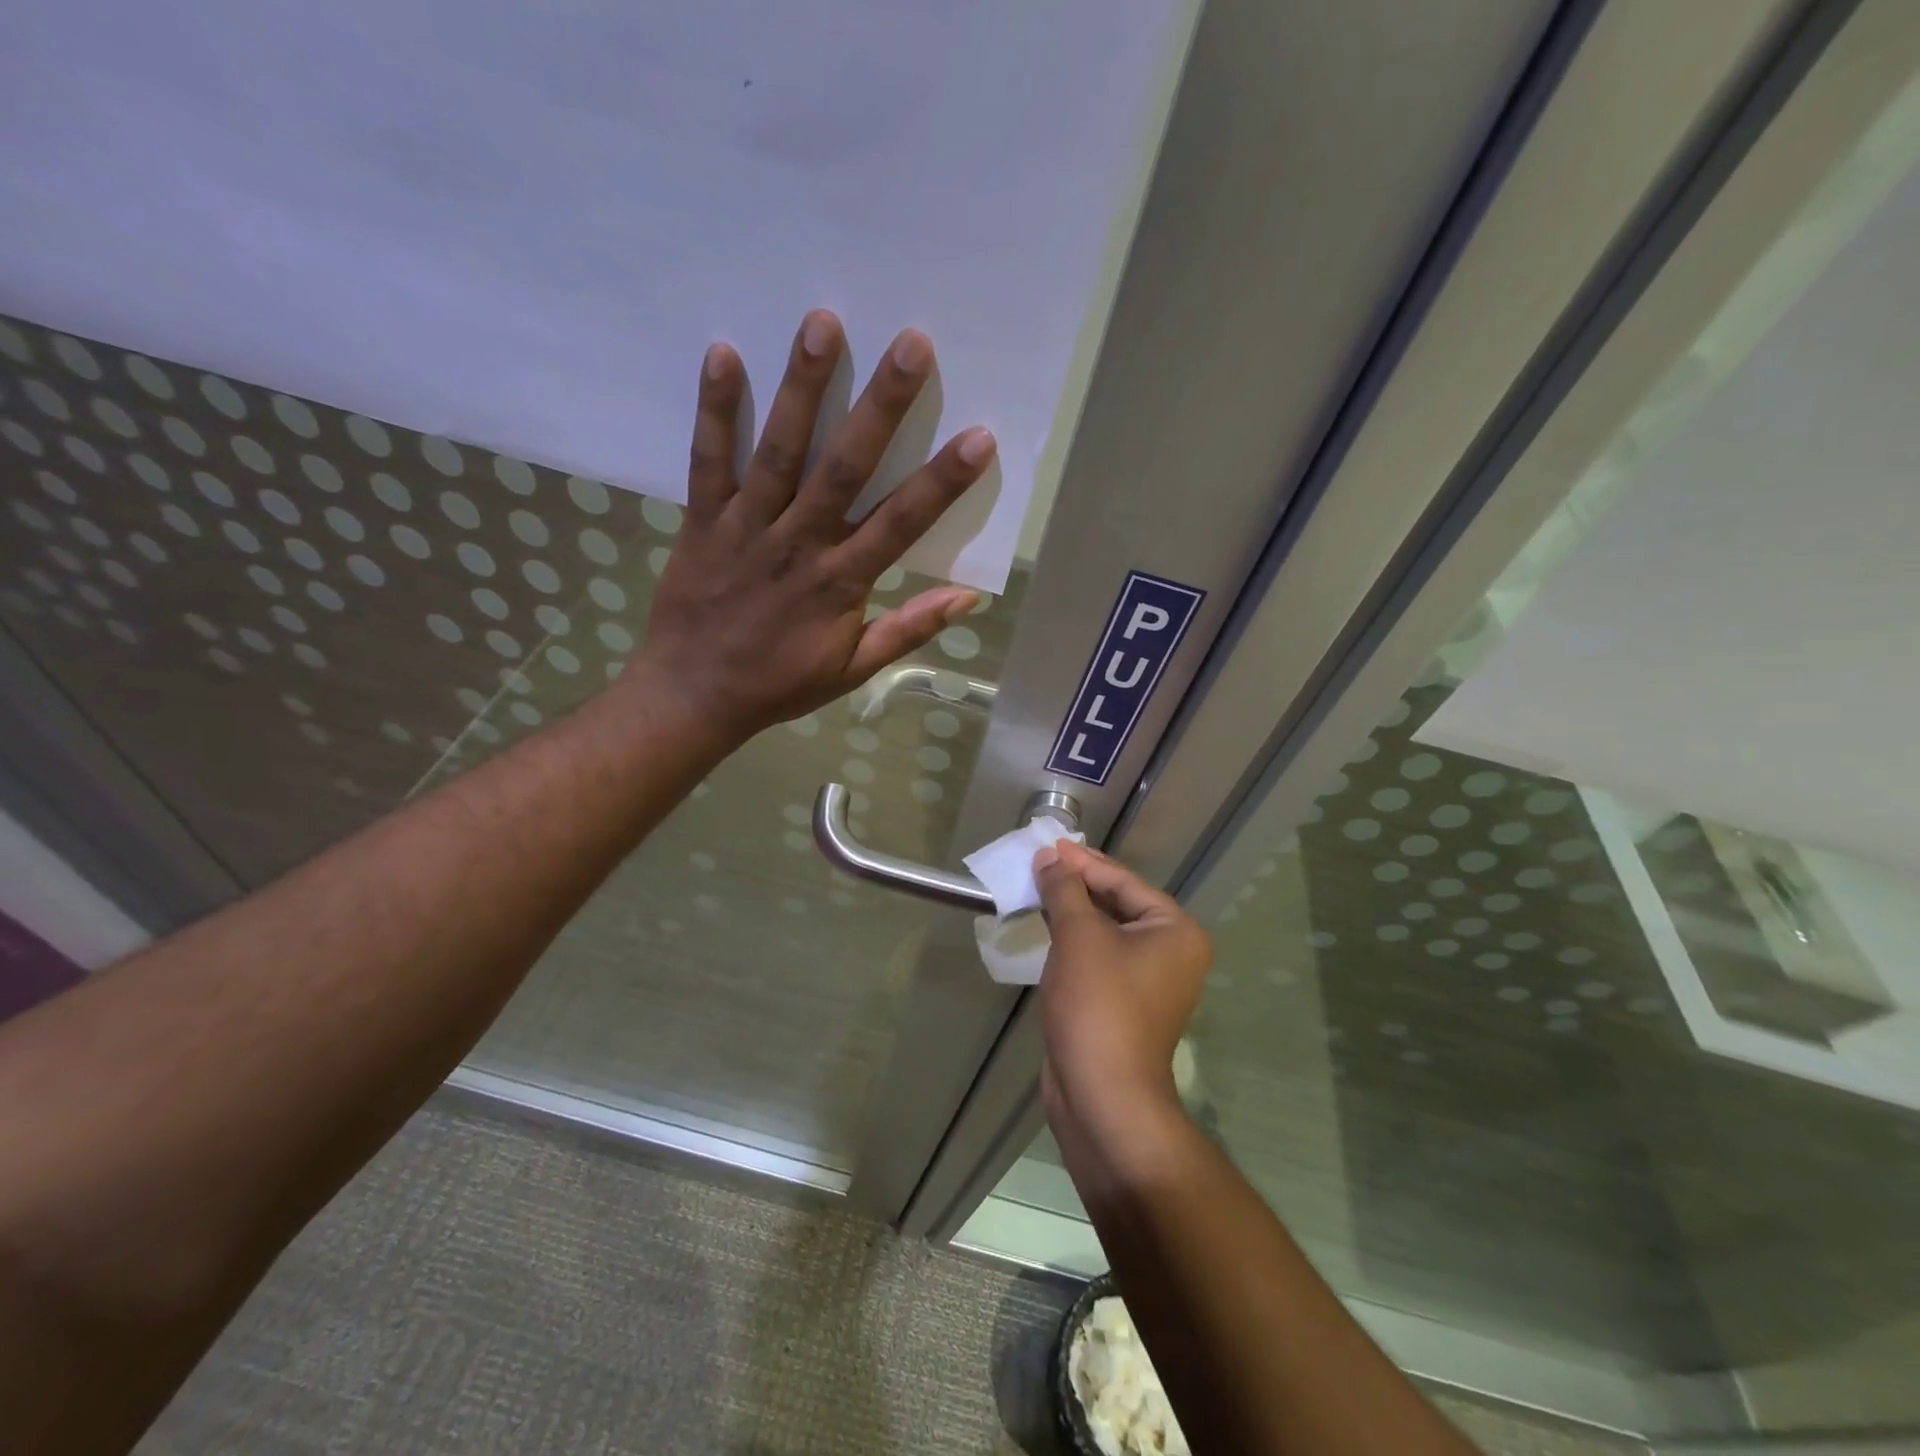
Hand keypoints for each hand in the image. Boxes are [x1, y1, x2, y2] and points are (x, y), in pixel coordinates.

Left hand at [631, 309, 995, 739]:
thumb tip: (967, 599)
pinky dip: (714, 410)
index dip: (941, 481)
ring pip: (779, 451)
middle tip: (911, 344)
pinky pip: (708, 460)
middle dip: (880, 407)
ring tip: (822, 324)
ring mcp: (747, 528)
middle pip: (844, 468)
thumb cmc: (780, 683)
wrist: (695, 695)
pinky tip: (723, 354)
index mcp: (840, 582)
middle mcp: (798, 544)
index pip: (900, 523)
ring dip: (802, 388)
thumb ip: (908, 630)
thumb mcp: (853, 669)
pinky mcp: (702, 520)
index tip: (978, 436)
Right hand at [1034, 841, 1212, 1129]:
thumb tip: (1050, 857)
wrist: (1102, 1096)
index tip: (1049, 845)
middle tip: (1040, 864)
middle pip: (1118, 904)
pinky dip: (1073, 943)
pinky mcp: (1124, 1005)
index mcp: (1175, 931)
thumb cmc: (1098, 1004)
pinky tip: (1045, 930)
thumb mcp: (1079, 936)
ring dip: (1072, 913)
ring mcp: (1149, 983)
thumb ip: (1064, 890)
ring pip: (1106, 933)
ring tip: (1036, 890)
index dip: (1083, 862)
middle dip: (1077, 885)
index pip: (1124, 881)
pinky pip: (1099, 959)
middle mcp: (1171, 953)